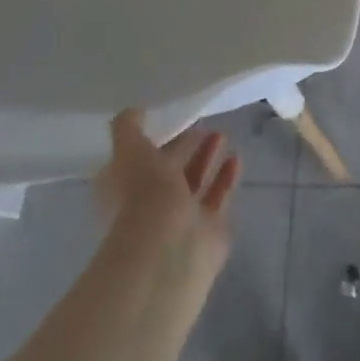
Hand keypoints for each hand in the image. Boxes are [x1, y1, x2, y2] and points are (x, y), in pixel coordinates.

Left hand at [95, 110, 240, 282]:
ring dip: (207, 157)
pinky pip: (218, 196)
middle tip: (202, 122)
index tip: (171, 117)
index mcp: (123, 189)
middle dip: (184, 146)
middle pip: (168, 170)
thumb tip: (134, 110)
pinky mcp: (209, 228)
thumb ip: (128, 129)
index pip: (137, 159)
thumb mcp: (128, 151)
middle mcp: (150, 205)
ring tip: (222, 133)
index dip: (152, 139)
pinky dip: (226, 177)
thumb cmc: (143, 197)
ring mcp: (181, 219)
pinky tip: (236, 157)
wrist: (170, 250)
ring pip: (195, 182)